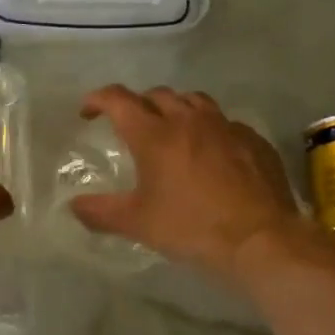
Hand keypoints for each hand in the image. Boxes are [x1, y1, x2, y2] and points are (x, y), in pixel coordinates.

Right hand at [72, 85, 319, 281]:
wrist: (261, 239)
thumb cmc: (192, 227)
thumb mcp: (138, 223)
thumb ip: (101, 212)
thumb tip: (73, 206)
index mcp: (154, 134)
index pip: (118, 99)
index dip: (98, 99)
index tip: (88, 112)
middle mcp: (188, 119)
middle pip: (156, 95)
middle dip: (138, 104)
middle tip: (130, 126)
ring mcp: (224, 126)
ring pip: (193, 100)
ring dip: (175, 108)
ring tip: (171, 129)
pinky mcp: (253, 139)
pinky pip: (224, 122)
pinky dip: (209, 129)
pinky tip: (211, 152)